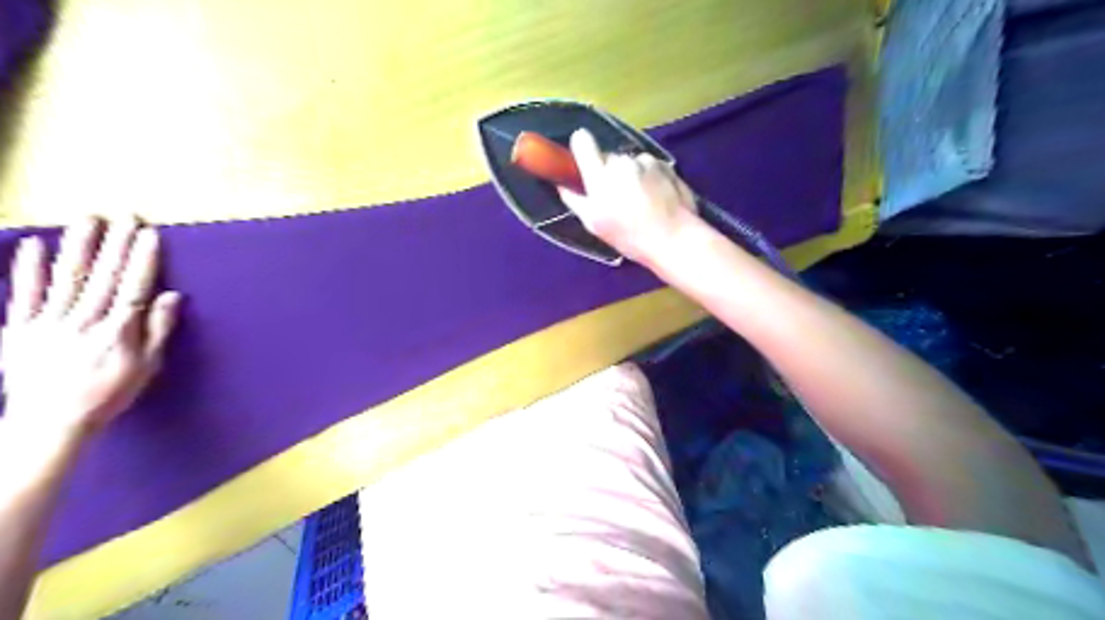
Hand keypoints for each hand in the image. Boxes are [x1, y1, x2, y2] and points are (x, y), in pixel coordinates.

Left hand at [0, 218, 181, 439]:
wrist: (48, 422)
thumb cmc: (108, 394)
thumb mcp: (146, 367)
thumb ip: (157, 330)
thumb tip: (170, 296)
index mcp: (118, 331)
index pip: (133, 287)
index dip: (142, 259)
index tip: (149, 235)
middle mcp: (84, 321)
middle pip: (104, 277)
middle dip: (116, 245)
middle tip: (125, 217)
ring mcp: (48, 323)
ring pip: (67, 278)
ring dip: (79, 247)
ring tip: (87, 220)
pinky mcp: (19, 329)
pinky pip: (24, 294)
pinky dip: (27, 269)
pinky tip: (34, 244)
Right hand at [557, 128, 701, 262]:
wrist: (675, 239)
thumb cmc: (630, 237)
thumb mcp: (595, 225)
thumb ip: (575, 200)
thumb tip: (562, 185)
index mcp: (600, 175)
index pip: (582, 141)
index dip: (581, 147)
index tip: (584, 160)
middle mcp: (622, 161)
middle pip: (609, 157)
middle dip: (609, 171)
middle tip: (617, 198)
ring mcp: (646, 161)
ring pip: (630, 162)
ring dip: (631, 175)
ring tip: (640, 202)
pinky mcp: (666, 165)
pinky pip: (650, 166)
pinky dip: (650, 177)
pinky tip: (655, 199)